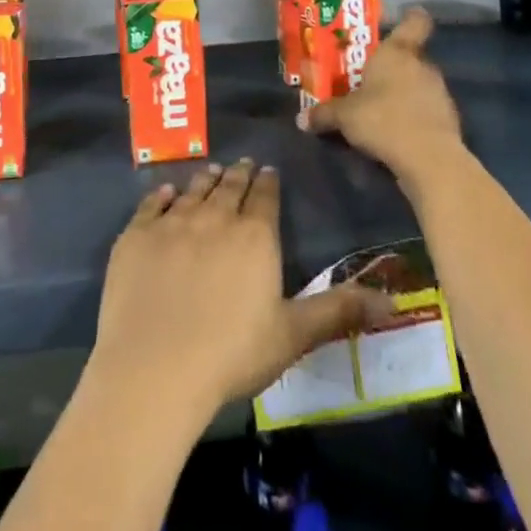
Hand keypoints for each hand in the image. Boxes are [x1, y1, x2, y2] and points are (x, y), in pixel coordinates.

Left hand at [91, 160, 389, 414]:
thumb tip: (394, 300)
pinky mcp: (136, 235)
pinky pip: (151, 205)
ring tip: (213, 171)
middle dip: (239, 175)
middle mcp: (214, 218)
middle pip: (230, 188)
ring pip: (194, 191)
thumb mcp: (292, 335)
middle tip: (243, 164)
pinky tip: (165, 192)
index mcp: (254, 236)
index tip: (268, 171)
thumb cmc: (231, 354)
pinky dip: (161, 196)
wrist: (155, 366)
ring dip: (205, 180)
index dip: (268, 183)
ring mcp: (172, 223)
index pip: (265, 198)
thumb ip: (339, 311)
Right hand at [298, 7, 463, 180]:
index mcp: (397, 52)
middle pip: (411, 55)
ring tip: (381, 107)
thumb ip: (324, 114)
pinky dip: (414, 114)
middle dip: (393, 65)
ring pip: (419, 82)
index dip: (410, 17)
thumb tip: (301, 119)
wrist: (429, 159)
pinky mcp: (449, 119)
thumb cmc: (382, 119)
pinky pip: (427, 108)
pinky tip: (397, 130)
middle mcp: (422, 65)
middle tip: (369, 76)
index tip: (400, 18)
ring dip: (404, 91)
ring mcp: (440, 91)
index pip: (415, 21)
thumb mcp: (344, 116)